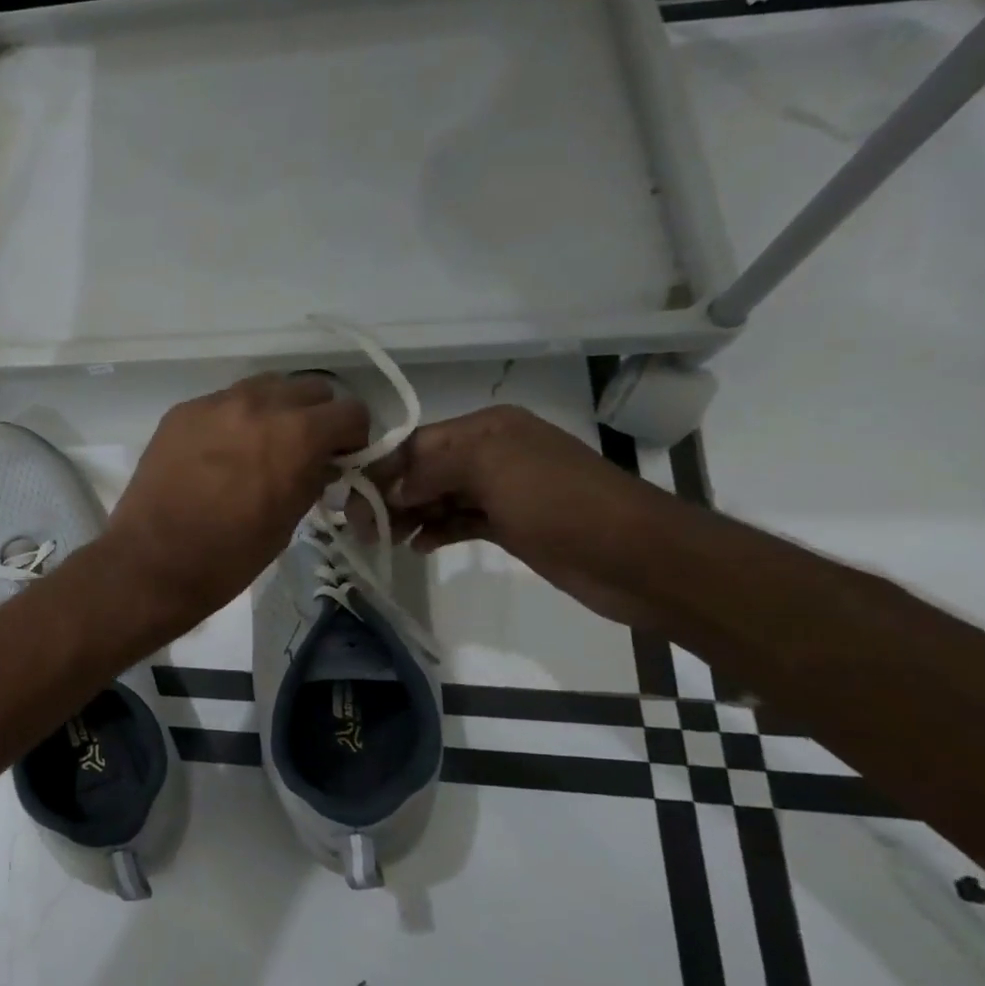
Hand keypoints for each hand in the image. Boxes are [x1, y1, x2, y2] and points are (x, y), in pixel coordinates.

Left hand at [100, 374, 369, 632]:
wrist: (153, 561)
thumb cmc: (230, 555)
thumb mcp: (289, 520)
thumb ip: (313, 478)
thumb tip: (322, 462)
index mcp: (297, 433)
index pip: (350, 412)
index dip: (352, 437)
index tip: (342, 458)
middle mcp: (259, 404)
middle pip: (309, 389)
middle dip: (316, 417)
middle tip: (304, 449)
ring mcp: (215, 403)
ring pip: (264, 387)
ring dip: (275, 409)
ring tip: (262, 444)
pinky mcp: (181, 412)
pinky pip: (222, 402)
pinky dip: (234, 418)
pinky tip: (220, 451)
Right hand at [368, 406, 666, 626]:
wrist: (636, 557)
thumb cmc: (560, 502)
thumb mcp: (492, 467)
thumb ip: (432, 469)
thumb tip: (391, 490)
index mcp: (488, 428)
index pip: (417, 442)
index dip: (381, 467)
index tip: (348, 497)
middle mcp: (492, 453)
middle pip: (423, 469)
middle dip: (389, 493)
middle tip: (358, 525)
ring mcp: (502, 491)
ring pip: (437, 497)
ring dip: (407, 515)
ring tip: (380, 538)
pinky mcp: (510, 526)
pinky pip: (458, 522)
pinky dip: (434, 531)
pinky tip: (416, 546)